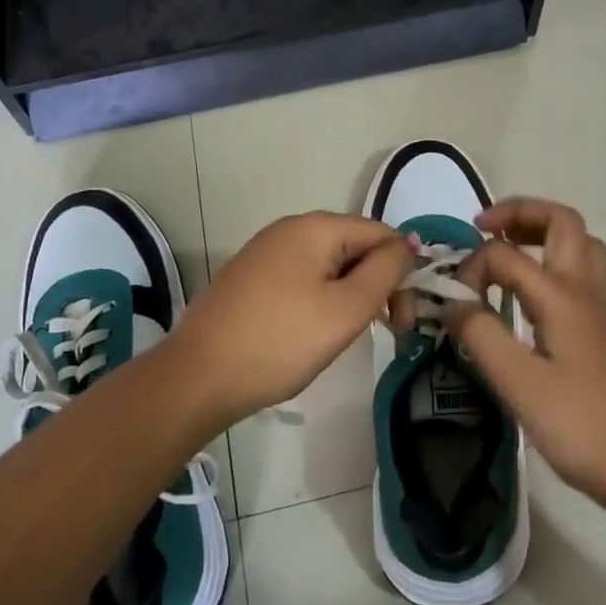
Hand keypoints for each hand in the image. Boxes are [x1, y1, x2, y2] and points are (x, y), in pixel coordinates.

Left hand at [171, 212, 411, 427]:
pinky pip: (301, 279)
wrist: (198, 377)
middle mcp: (289, 229)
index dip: (402, 271)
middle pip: (354, 246)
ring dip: (350, 295)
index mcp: (315, 227)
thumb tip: (407, 244)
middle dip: (377, 284)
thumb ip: (385, 271)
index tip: (405, 319)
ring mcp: (264, 253)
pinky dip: (320, 301)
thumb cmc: (281, 341)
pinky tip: (313, 333)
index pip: (380, 233)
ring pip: (328, 266)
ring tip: (348, 335)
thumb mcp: (346, 308)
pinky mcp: (249, 279)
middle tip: (389, 331)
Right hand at [446, 198, 605, 512]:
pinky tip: (526, 294)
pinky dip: (550, 262)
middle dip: (521, 213)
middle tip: (484, 228)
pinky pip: (578, 273)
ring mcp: (597, 309)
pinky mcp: (599, 330)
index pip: (507, 255)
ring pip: (578, 245)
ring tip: (504, 249)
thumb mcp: (519, 383)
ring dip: (540, 233)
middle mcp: (584, 290)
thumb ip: (480, 335)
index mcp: (562, 295)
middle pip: (563, 222)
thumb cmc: (580, 425)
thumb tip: (451, 301)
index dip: (473, 267)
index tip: (454, 301)